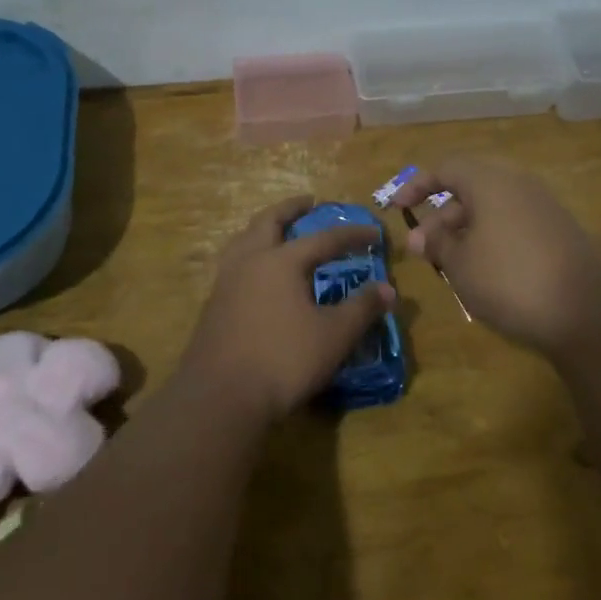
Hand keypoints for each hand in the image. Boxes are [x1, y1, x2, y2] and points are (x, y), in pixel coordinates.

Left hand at [179, 196, 396, 419]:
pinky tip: (257, 273)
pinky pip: (234, 264)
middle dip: (291, 209)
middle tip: (308, 203)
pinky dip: (250, 254)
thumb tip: (388, 289)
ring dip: (263, 228)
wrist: (219, 396)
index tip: (374, 233)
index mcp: (281, 261)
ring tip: (277, 230)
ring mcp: (226, 282)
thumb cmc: (282, 360)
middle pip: (269, 222)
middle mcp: (250, 261)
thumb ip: (361, 309)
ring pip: (244, 240)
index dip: (351, 235)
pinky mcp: (213, 306)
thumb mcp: (333, 336)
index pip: (323, 239)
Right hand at [391, 157, 600, 355]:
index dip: (417, 186)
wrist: (587, 313)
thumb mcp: (460, 264)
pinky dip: (491, 238)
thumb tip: (419, 236)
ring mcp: (544, 207)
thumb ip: (436, 244)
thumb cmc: (509, 280)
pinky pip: (513, 223)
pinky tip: (484, 271)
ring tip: (449, 266)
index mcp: (491, 181)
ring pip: (492, 208)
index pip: (446, 168)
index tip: (398, 209)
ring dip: (464, 231)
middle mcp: (519, 184)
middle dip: (441, 217)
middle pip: (470, 188)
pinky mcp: (559, 231)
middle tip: (422, 250)